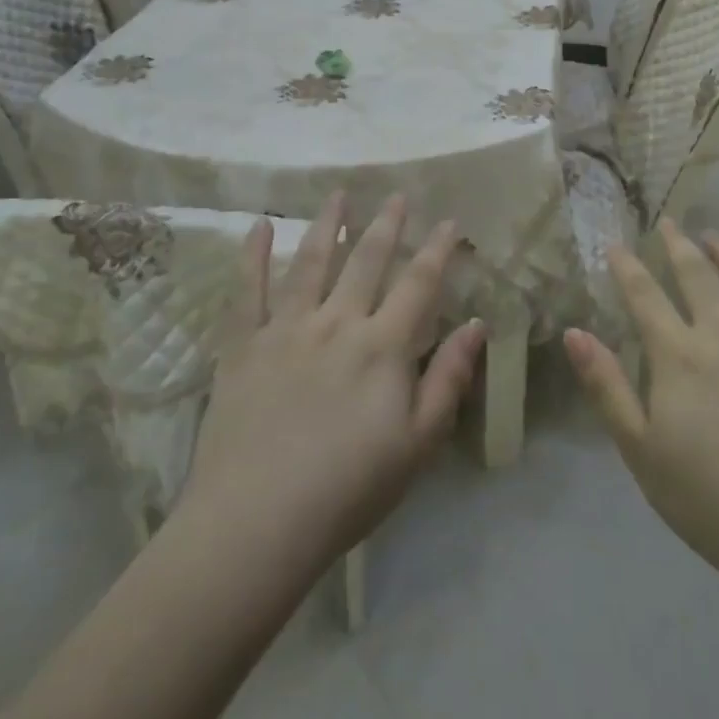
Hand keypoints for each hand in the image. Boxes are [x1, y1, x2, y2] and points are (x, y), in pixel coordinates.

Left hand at [174, 193, 485, 575]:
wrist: (257, 524)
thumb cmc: (349, 489)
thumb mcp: (419, 444)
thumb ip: (449, 379)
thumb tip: (476, 324)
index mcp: (383, 346)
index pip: (418, 283)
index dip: (437, 249)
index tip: (449, 220)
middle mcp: (337, 322)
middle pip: (367, 261)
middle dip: (387, 225)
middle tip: (397, 195)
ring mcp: (286, 329)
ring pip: (312, 262)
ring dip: (329, 224)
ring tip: (339, 194)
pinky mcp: (243, 346)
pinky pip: (248, 290)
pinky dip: (253, 255)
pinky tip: (259, 225)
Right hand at [563, 220, 718, 590]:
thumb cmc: (712, 500)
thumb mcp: (641, 451)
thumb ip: (607, 387)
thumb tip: (574, 332)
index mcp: (680, 355)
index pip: (645, 296)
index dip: (627, 267)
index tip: (615, 244)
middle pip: (697, 275)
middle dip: (678, 245)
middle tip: (668, 222)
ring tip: (714, 236)